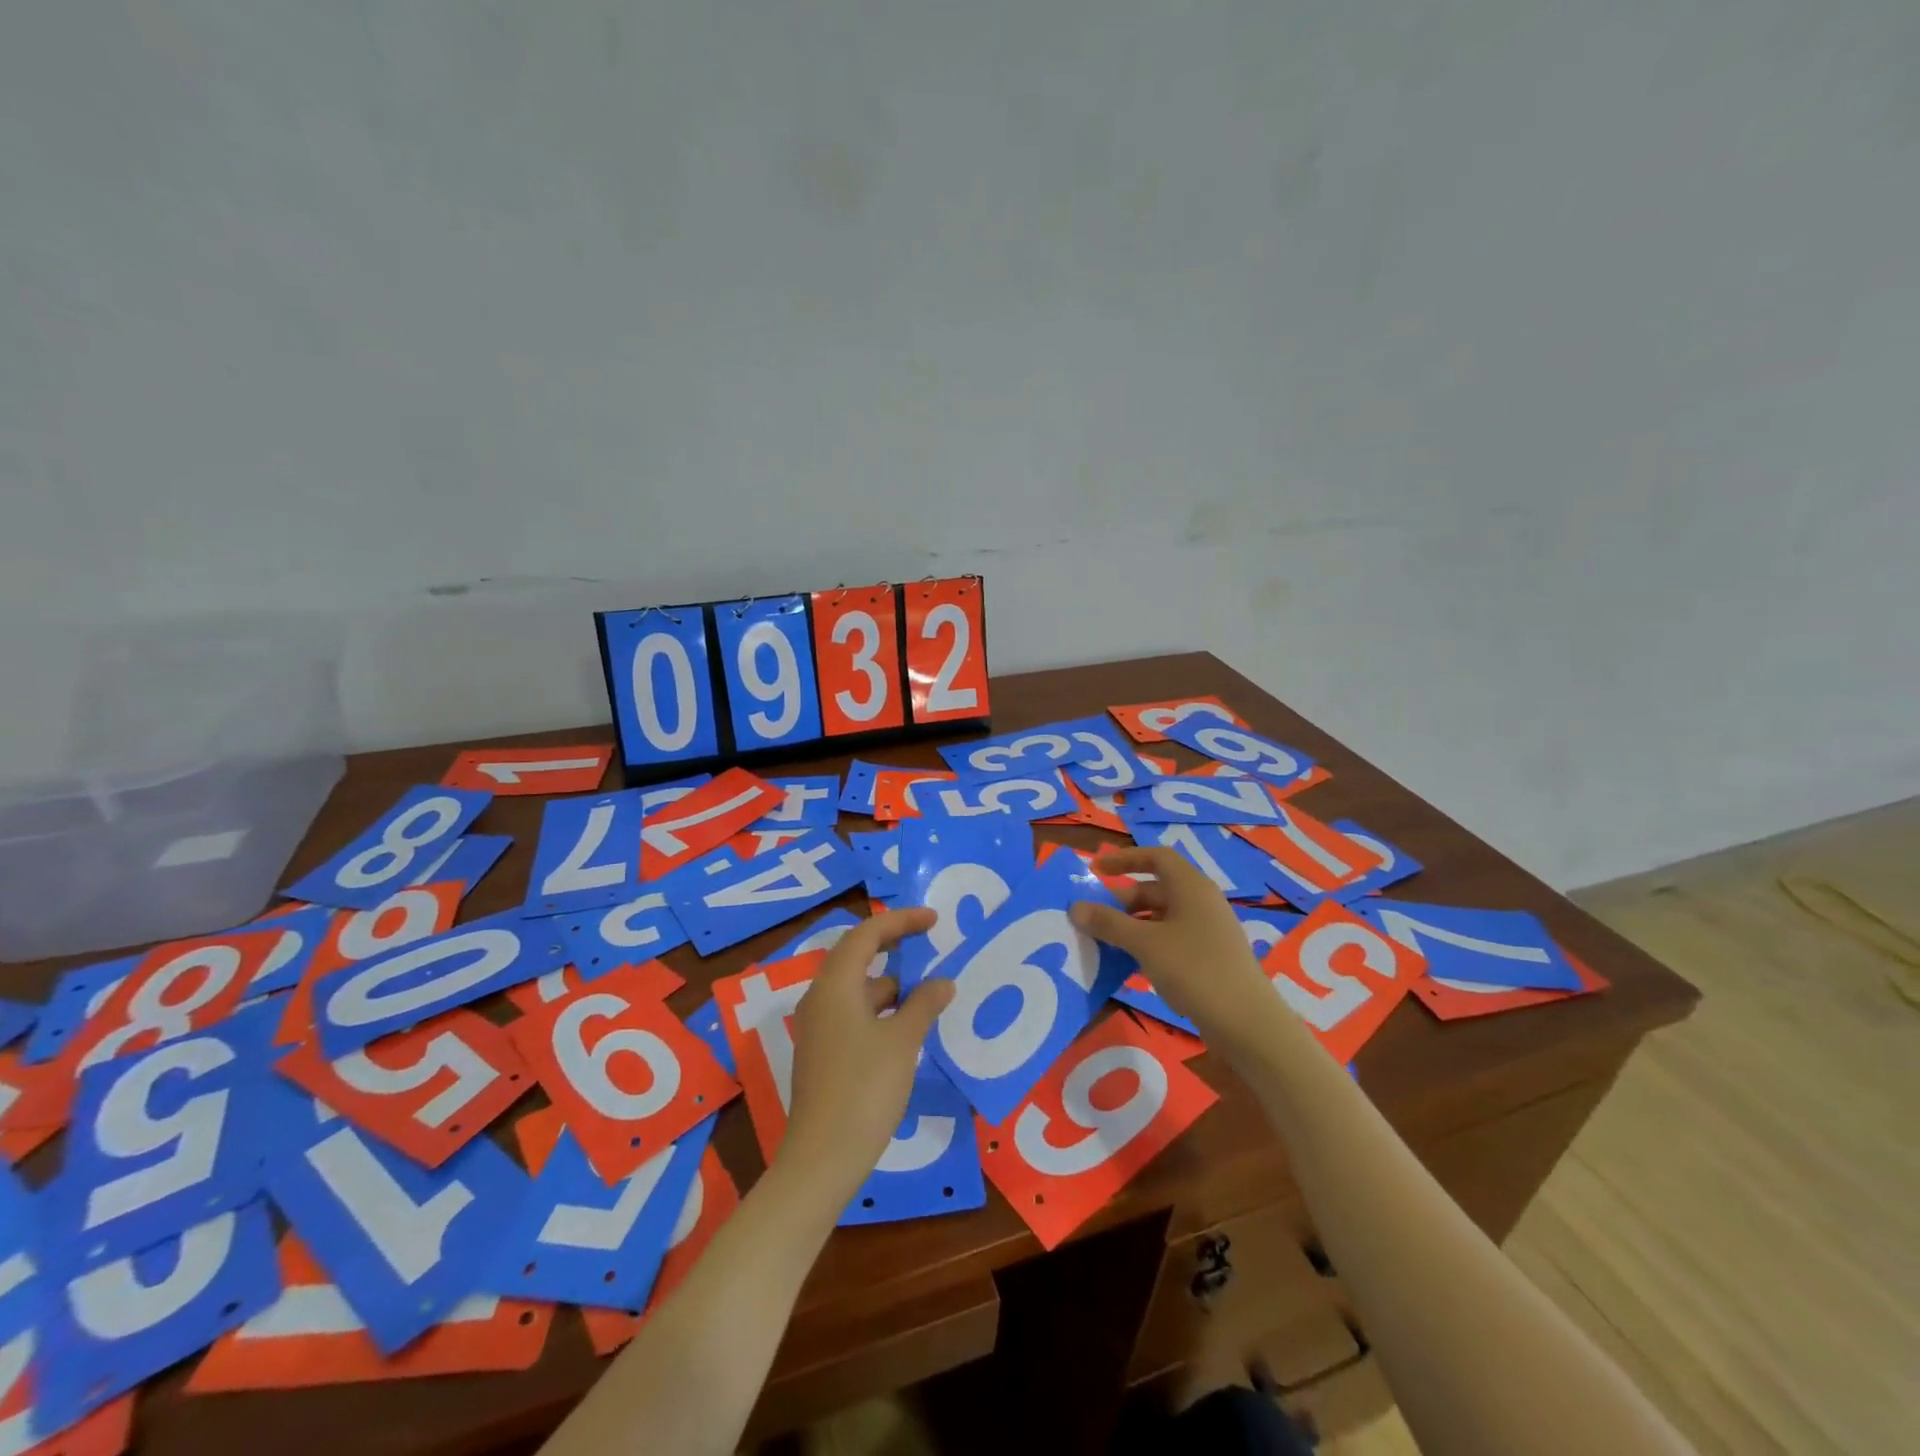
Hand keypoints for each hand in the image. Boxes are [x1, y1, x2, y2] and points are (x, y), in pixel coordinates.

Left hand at [781, 908, 955, 1191]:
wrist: (822, 1159)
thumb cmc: (864, 1089)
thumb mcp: (903, 1042)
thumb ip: (924, 1005)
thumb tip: (943, 982)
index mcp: (835, 985)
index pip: (867, 934)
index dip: (901, 921)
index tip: (934, 920)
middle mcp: (821, 997)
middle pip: (857, 956)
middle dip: (894, 947)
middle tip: (930, 943)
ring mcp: (819, 1026)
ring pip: (858, 988)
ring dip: (891, 983)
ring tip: (929, 990)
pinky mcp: (823, 1052)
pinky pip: (854, 1013)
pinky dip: (882, 1009)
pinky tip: (908, 1026)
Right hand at [1071, 846, 1280, 1047]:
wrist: (1247, 1024)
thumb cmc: (1194, 970)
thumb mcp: (1144, 944)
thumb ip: (1108, 923)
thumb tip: (1076, 908)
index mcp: (1191, 887)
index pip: (1155, 857)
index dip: (1124, 859)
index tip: (1096, 871)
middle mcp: (1202, 902)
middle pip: (1156, 889)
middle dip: (1123, 901)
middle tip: (1096, 920)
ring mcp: (1209, 931)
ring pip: (1162, 917)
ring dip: (1133, 926)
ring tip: (1107, 945)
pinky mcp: (1211, 958)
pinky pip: (1172, 939)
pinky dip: (1149, 945)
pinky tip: (1132, 967)